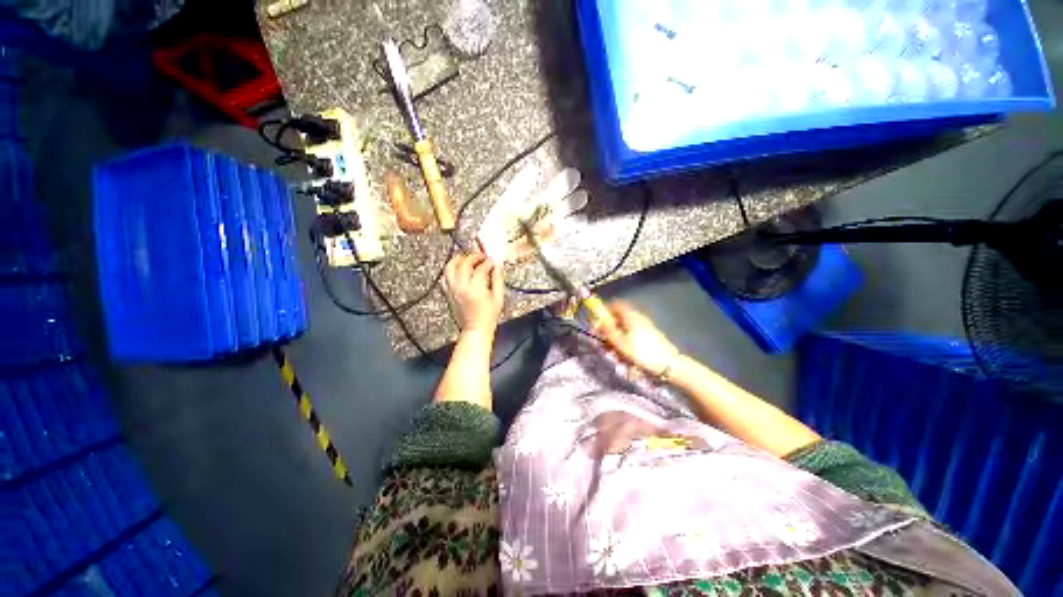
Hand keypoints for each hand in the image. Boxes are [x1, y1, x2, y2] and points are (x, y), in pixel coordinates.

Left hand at [444, 253, 503, 334]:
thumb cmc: (488, 317)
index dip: (488, 262)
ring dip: (458, 260)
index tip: (493, 261)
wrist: (476, 329)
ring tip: (466, 258)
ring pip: (450, 268)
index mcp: (476, 289)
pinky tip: (458, 269)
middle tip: (481, 256)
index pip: (481, 268)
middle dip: (473, 257)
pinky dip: (451, 270)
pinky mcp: (449, 293)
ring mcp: (453, 290)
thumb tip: (497, 267)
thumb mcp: (498, 298)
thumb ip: (498, 280)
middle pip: (464, 264)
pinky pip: (446, 277)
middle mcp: (462, 287)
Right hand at [596, 302, 680, 377]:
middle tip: (605, 343)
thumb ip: (608, 330)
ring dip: (617, 339)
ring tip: (615, 353)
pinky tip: (626, 356)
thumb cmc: (642, 353)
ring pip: (625, 328)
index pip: (616, 305)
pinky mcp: (650, 336)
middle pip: (619, 318)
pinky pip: (633, 335)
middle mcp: (639, 318)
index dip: (605, 311)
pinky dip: (627, 343)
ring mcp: (646, 326)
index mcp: (631, 316)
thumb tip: (597, 320)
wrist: (669, 365)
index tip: (598, 323)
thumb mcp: (621, 343)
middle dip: (610, 329)